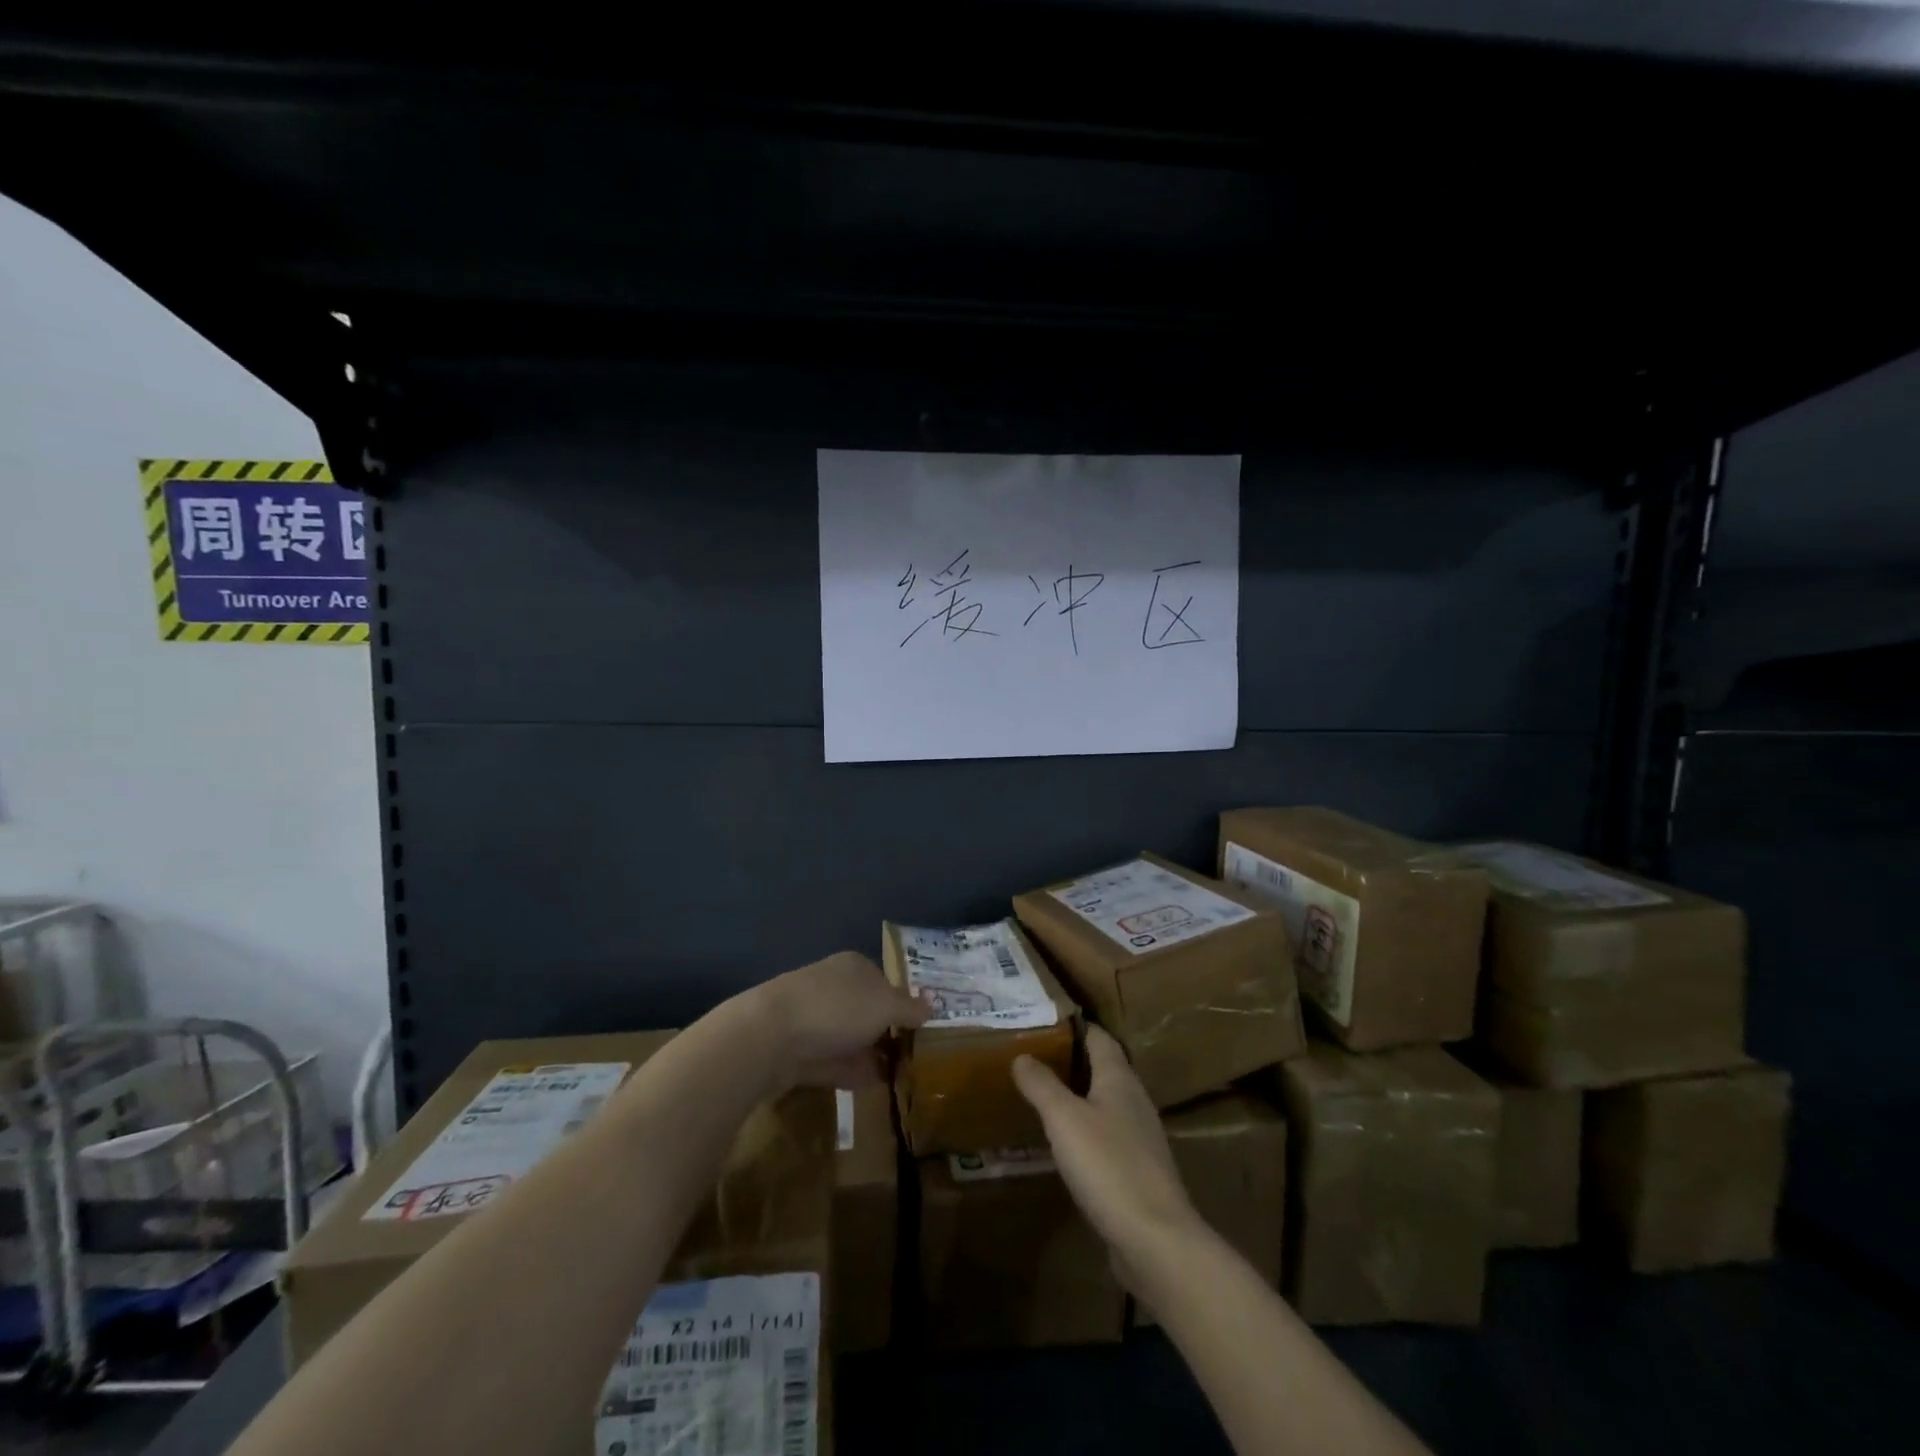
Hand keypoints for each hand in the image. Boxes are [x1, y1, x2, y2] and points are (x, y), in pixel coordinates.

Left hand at [750, 950, 929, 1089]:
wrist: (770, 1036)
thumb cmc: (837, 1008)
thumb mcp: (885, 1005)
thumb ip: (909, 1008)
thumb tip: (932, 1006)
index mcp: (853, 966)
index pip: (884, 981)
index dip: (902, 1005)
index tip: (918, 1031)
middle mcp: (832, 986)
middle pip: (865, 1009)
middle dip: (884, 1032)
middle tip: (910, 1058)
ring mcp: (811, 1019)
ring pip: (848, 1037)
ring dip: (868, 1055)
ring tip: (896, 1078)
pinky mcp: (796, 1051)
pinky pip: (831, 1061)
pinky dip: (850, 1072)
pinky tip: (871, 1087)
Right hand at [1012, 1025, 1199, 1276]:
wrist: (1156, 1240)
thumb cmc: (1108, 1166)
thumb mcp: (1064, 1119)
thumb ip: (1042, 1084)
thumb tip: (1021, 1055)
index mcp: (1120, 1079)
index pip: (1099, 1038)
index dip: (1074, 1027)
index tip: (1043, 1022)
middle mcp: (1134, 1101)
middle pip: (1103, 1068)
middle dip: (1071, 1060)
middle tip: (1032, 1057)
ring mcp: (1140, 1138)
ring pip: (1105, 1103)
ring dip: (1077, 1097)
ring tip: (1042, 1096)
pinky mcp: (1138, 1171)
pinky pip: (1107, 1136)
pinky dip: (1085, 1130)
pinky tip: (1064, 1144)